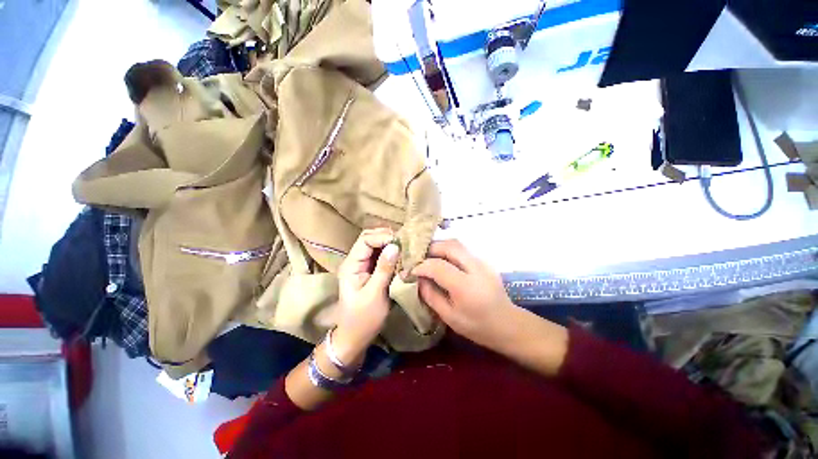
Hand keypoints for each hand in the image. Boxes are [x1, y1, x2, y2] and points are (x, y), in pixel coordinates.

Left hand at [333, 228, 399, 364]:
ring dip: (390, 243)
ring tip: (405, 247)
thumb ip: (384, 269)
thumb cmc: (363, 319)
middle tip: (404, 243)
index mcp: (351, 265)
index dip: (383, 237)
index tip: (400, 243)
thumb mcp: (375, 294)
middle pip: (369, 238)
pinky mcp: (370, 270)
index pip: (365, 240)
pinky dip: (391, 252)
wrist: (355, 337)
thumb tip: (395, 246)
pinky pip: (380, 255)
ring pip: (375, 245)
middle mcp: (355, 261)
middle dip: (386, 236)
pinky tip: (401, 255)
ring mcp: (362, 265)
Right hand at [412, 240, 518, 351]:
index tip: (410, 271)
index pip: (437, 266)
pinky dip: (448, 250)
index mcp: (465, 286)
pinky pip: (462, 249)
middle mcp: (475, 268)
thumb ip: (431, 296)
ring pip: (456, 244)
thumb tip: (419, 279)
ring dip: (439, 246)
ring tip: (428, 256)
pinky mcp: (484, 261)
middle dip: (430, 248)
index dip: (421, 266)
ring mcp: (482, 262)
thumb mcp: (449, 317)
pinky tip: (442, 260)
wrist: (508, 324)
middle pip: (449, 246)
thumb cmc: (477, 326)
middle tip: (418, 257)